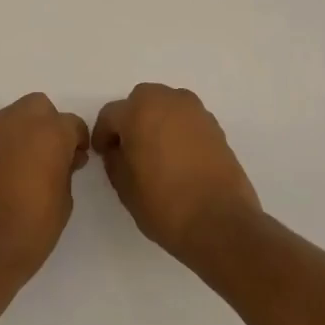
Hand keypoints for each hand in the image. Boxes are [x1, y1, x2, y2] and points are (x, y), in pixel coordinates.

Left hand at [0, 93, 90, 281]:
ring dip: (27, 131)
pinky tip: (10, 171)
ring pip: (16, 115)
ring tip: (31, 164)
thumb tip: (63, 158)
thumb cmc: (31, 229)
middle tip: (54, 155)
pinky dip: (8, 144)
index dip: (78, 142)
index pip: (72, 124)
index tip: (77, 161)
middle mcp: (19, 123)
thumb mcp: (64, 201)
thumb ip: (65, 169)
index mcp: (50, 134)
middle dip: (50, 124)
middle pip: (40, 107)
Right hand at [93, 84, 260, 261]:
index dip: (103, 135)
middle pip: (141, 101)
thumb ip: (115, 158)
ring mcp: (196, 112)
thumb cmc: (163, 204)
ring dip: (157, 121)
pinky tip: (179, 158)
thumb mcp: (124, 186)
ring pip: (167, 106)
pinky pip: (187, 120)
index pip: (111, 114)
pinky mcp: (216, 127)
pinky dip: (179, 131)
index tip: (104, 154)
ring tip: (156, 152)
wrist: (220, 223)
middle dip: (132, 119)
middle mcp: (168, 101)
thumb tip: (119, 149)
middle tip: (130, 148)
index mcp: (139, 111)